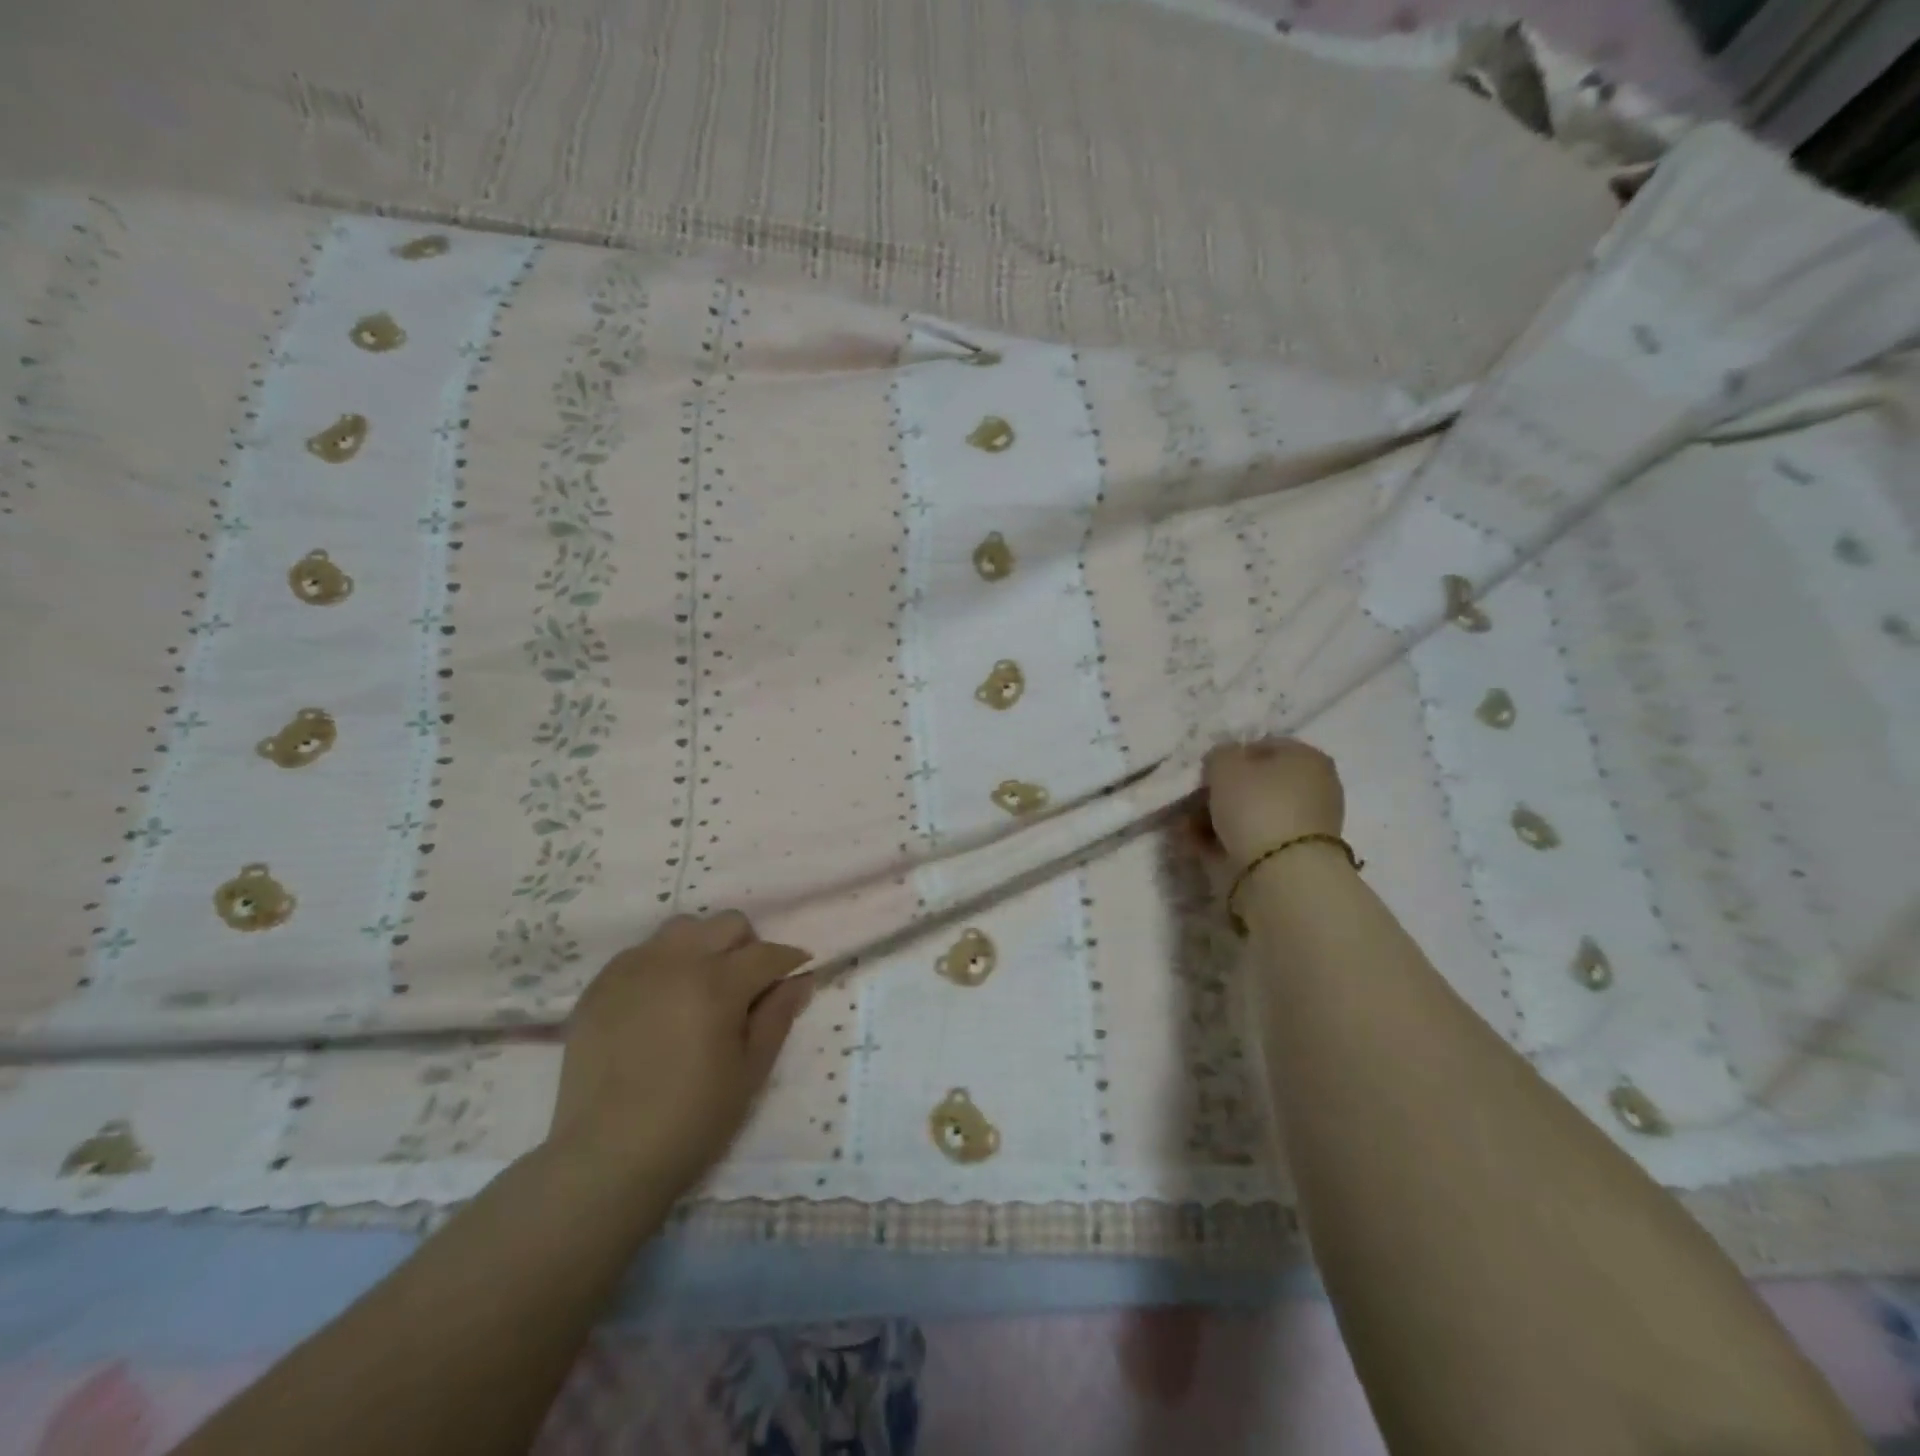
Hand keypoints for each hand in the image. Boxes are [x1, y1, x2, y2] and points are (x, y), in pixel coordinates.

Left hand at [549, 911, 812, 1189]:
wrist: (606, 1157)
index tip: (797, 973)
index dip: (789, 961)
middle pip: (726, 924)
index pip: (767, 953)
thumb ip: (778, 1016)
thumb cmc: (692, 1119)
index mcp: (717, 984)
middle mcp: (675, 961)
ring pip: (682, 929)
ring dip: (703, 947)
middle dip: (747, 946)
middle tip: (746, 985)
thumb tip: (800, 979)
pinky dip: (662, 964)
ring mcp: (633, 968)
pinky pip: (642, 951)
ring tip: (700, 986)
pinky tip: (660, 1002)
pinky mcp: (601, 985)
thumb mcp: (750, 1072)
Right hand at [1202, 739, 1345, 867]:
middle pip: (1255, 784)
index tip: (1205, 773)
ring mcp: (1303, 825)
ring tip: (1188, 828)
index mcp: (1307, 758)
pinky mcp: (1289, 856)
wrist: (1281, 874)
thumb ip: (1220, 754)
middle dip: (1220, 793)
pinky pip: (1249, 840)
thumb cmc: (1256, 806)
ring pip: (1250, 814)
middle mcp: (1312, 788)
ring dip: (1216, 819)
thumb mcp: (1225, 764)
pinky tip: (1198, 844)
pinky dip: (1223, 841)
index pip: (1262, 746)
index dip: (1229, 757)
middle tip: (1192, 801)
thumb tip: (1222, 762)